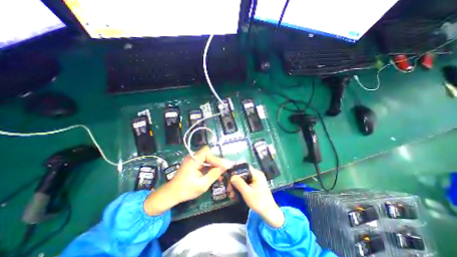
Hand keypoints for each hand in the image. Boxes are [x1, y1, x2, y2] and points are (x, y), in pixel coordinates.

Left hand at [144, 146, 227, 216]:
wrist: (171, 194)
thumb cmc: (186, 190)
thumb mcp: (203, 184)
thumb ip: (214, 174)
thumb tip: (225, 166)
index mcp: (193, 160)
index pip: (207, 153)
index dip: (216, 158)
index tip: (225, 166)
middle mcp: (193, 157)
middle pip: (208, 154)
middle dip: (217, 162)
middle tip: (224, 169)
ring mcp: (193, 160)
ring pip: (207, 159)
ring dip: (214, 165)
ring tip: (222, 173)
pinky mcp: (193, 164)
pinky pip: (204, 163)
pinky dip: (210, 168)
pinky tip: (215, 174)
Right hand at [231, 169, 284, 226]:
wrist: (270, 214)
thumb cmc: (259, 202)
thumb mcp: (247, 193)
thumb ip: (239, 183)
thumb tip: (231, 176)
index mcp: (256, 174)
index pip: (244, 167)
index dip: (235, 170)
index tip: (228, 175)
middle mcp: (256, 175)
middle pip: (242, 173)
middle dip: (234, 180)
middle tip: (228, 187)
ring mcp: (256, 181)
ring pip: (243, 179)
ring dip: (236, 185)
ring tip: (230, 193)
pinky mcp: (254, 186)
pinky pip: (245, 184)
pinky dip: (240, 188)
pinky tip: (235, 195)